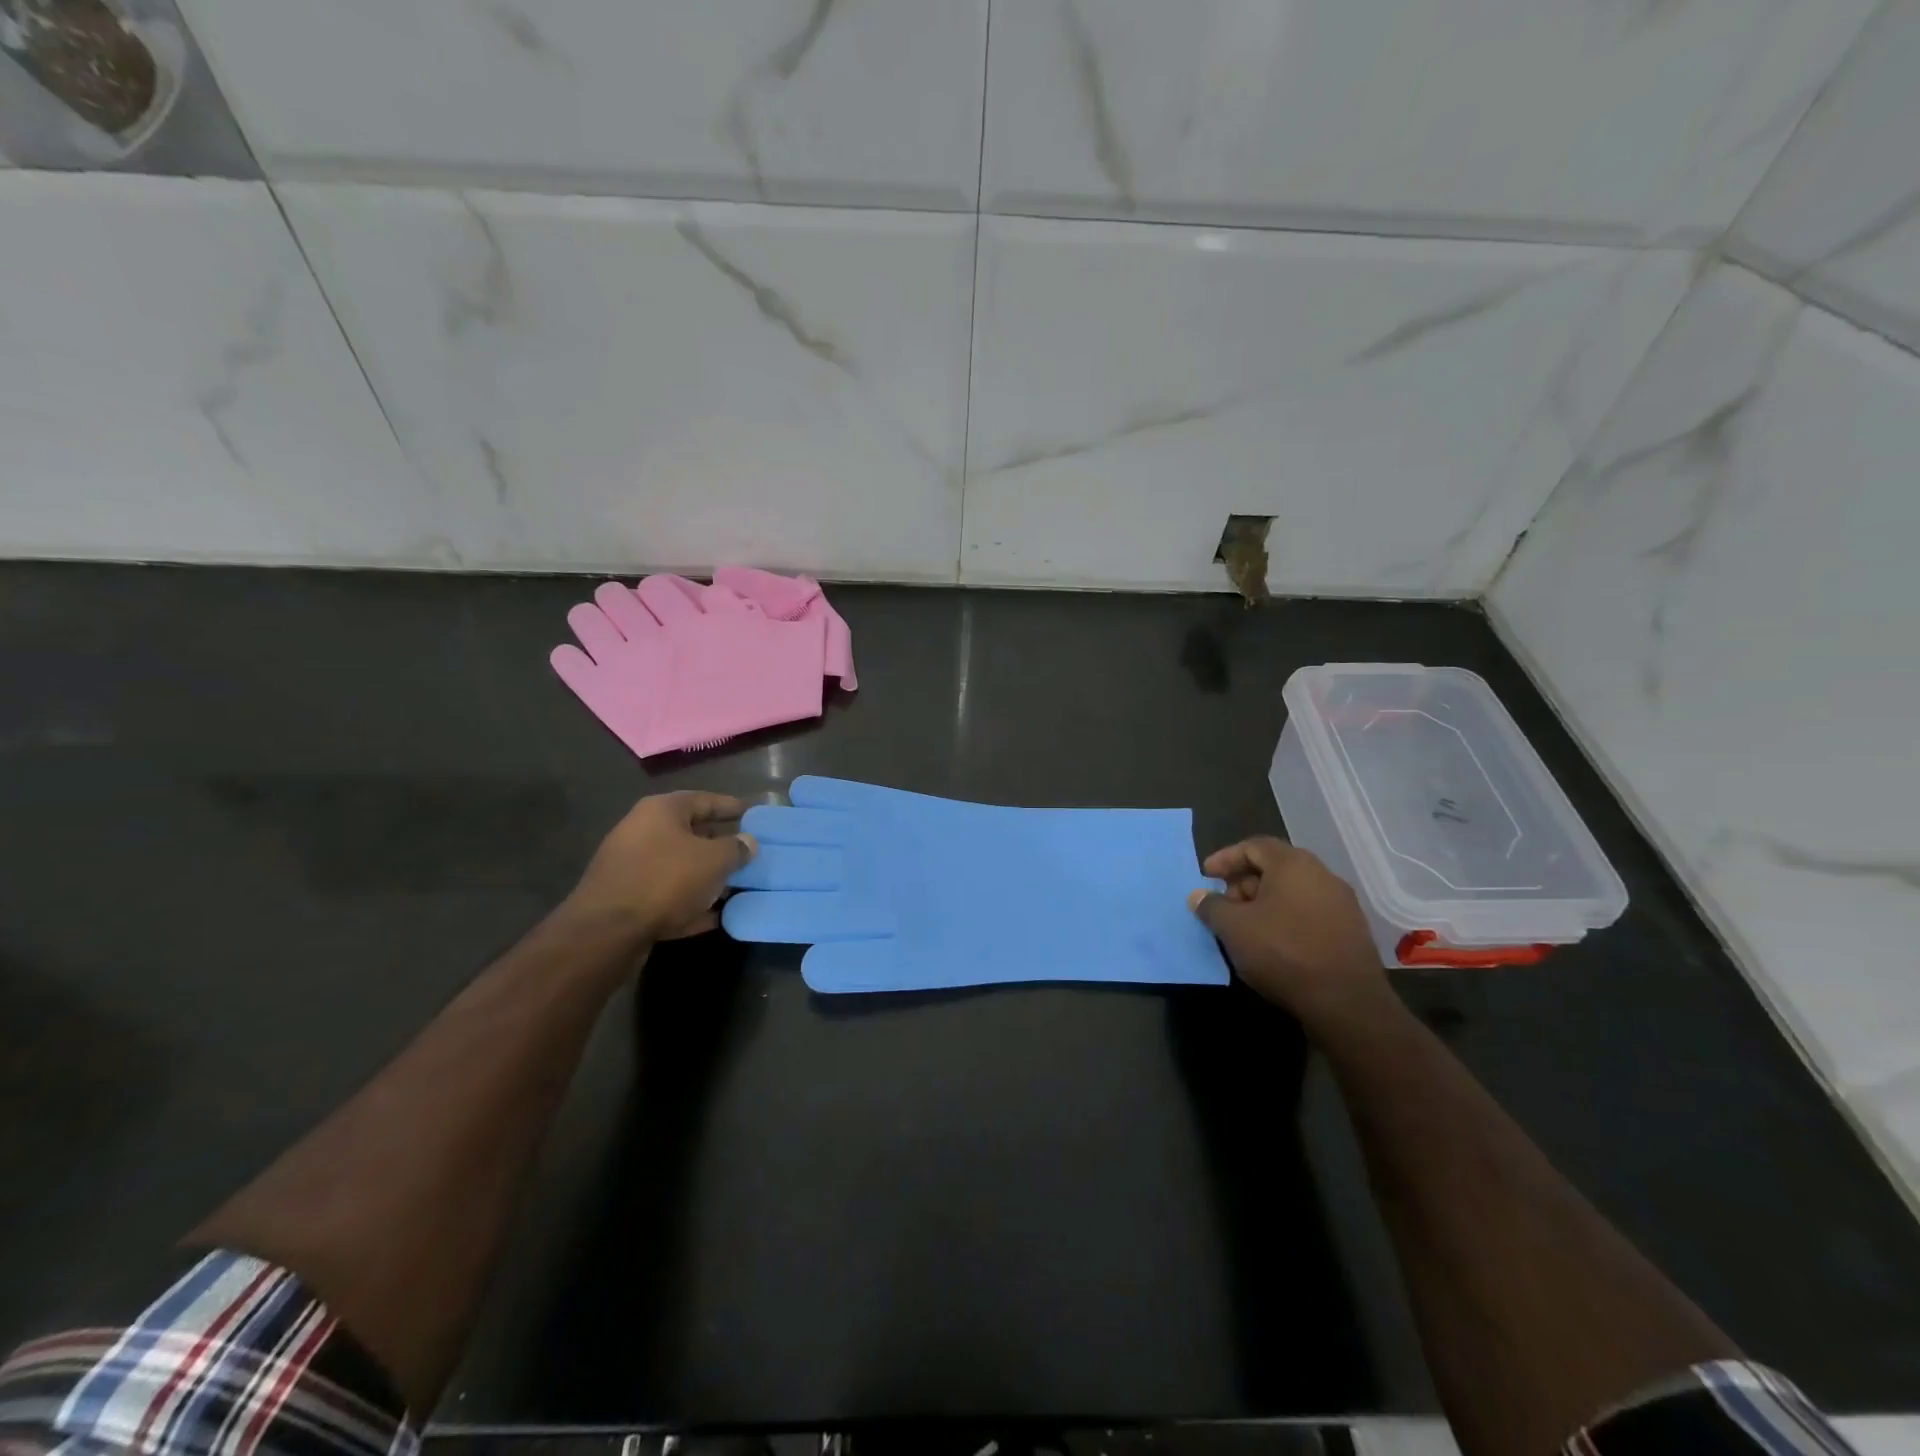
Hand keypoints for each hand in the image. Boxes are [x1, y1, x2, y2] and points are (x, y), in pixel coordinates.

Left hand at [567, 791, 758, 941]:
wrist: (607, 931)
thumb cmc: (666, 880)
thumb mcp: (714, 861)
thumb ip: (736, 848)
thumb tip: (748, 843)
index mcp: (662, 810)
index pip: (705, 799)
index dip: (732, 806)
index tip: (754, 814)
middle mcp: (642, 831)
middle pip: (691, 833)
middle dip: (721, 844)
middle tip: (749, 853)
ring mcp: (631, 866)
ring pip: (680, 866)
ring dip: (707, 876)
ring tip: (737, 887)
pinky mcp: (626, 898)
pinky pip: (667, 894)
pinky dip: (690, 901)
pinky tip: (715, 916)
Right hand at [1188, 837, 1386, 1022]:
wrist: (1346, 1002)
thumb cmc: (1283, 952)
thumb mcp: (1234, 928)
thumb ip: (1211, 906)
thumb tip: (1199, 896)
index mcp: (1293, 864)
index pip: (1253, 846)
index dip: (1225, 858)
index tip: (1206, 876)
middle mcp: (1322, 875)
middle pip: (1275, 867)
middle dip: (1244, 883)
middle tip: (1224, 906)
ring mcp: (1342, 904)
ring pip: (1293, 892)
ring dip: (1265, 904)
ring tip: (1246, 928)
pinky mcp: (1352, 931)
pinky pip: (1310, 913)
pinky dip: (1286, 919)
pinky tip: (1274, 944)